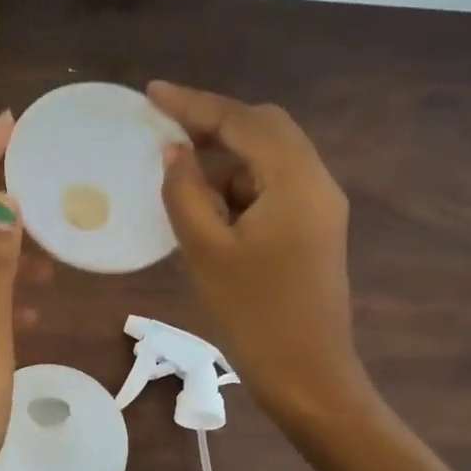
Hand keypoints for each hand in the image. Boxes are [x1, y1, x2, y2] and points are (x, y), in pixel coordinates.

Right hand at [147, 82, 370, 425]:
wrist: (308, 376)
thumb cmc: (254, 315)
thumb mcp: (206, 251)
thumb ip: (185, 192)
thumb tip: (175, 153)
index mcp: (296, 181)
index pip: (242, 122)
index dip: (194, 104)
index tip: (152, 93)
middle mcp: (316, 182)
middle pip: (264, 129)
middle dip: (213, 125)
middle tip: (165, 133)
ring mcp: (319, 206)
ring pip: (268, 158)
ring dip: (225, 158)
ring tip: (179, 175)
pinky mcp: (313, 228)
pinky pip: (272, 186)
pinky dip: (238, 184)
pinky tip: (206, 205)